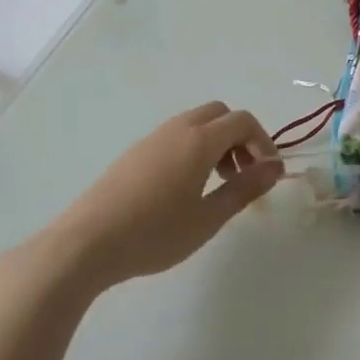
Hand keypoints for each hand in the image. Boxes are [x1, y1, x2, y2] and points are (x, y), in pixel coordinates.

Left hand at [25, 102, 283, 295]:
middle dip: (240, 138)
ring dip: (216, 144)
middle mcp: (176, 130)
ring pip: (195, 124)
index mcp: (199, 140)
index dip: (264, 142)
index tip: (267, 174)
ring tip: (216, 185)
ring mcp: (150, 140)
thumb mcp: (209, 217)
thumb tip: (275, 168)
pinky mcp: (132, 155)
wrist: (84, 245)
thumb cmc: (154, 233)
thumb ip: (245, 189)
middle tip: (242, 175)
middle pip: (220, 114)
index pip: (243, 121)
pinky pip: (174, 138)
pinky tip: (185, 190)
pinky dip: (193, 150)